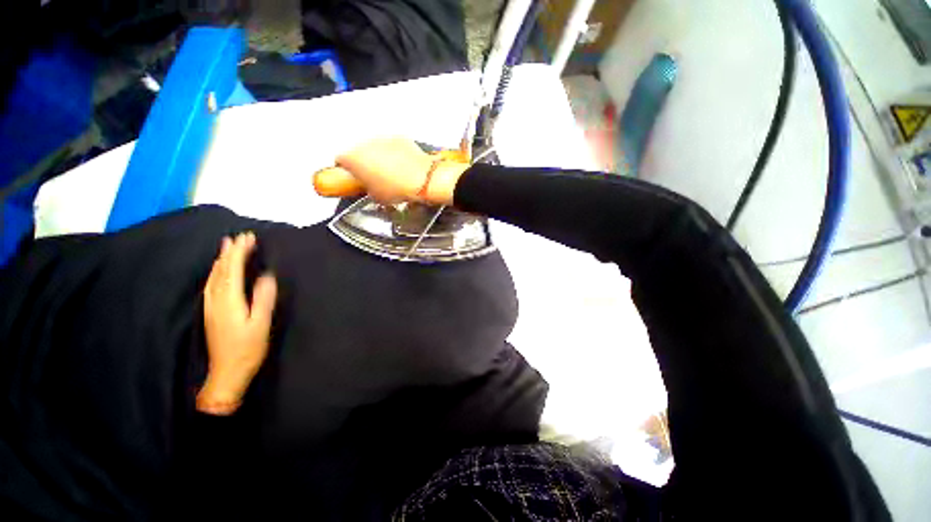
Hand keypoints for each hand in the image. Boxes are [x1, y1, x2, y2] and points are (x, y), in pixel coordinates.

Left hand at [197, 232, 277, 415]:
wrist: (227, 372)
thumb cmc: (248, 349)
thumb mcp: (261, 324)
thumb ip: (263, 299)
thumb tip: (267, 276)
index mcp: (229, 301)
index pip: (233, 270)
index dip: (239, 253)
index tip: (248, 238)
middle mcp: (216, 300)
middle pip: (221, 271)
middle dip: (230, 252)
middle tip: (239, 237)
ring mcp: (212, 306)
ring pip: (214, 277)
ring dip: (221, 260)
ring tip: (227, 247)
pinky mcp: (212, 312)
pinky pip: (212, 285)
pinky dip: (217, 272)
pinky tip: (219, 271)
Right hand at [314, 137, 468, 204]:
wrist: (422, 180)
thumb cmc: (398, 189)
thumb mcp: (376, 197)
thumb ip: (367, 189)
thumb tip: (370, 188)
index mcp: (352, 158)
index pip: (340, 161)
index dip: (346, 171)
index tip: (353, 177)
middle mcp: (363, 144)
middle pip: (358, 152)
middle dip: (364, 163)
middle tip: (374, 177)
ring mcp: (381, 138)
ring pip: (374, 147)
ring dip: (378, 157)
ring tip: (391, 173)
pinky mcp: (398, 137)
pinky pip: (391, 145)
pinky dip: (394, 153)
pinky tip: (402, 166)